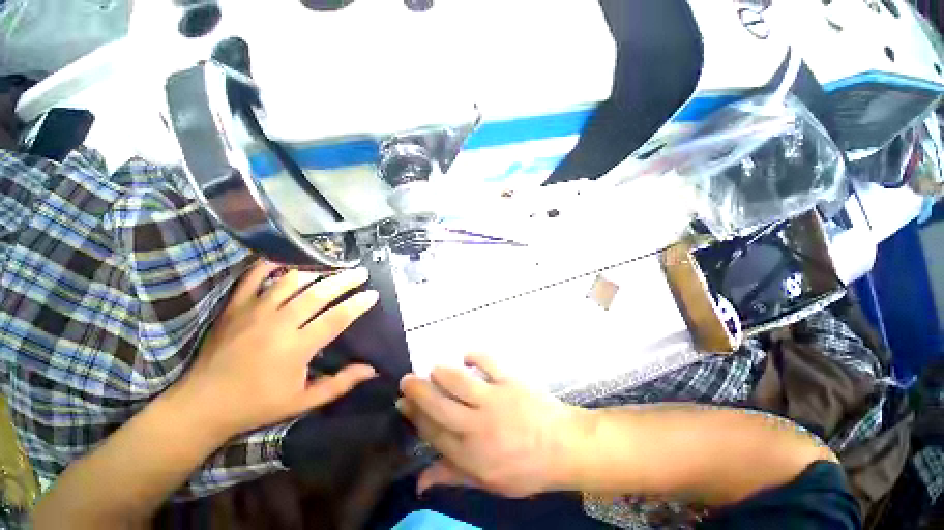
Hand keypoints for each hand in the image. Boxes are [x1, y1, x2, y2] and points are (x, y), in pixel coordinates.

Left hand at [174, 261, 379, 438]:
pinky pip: (253, 277)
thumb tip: (372, 369)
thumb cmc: (258, 405)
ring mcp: (254, 312)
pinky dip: (269, 265)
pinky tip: (285, 260)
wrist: (202, 405)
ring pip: (290, 281)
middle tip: (361, 272)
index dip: (358, 304)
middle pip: (318, 293)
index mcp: (296, 348)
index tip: (373, 294)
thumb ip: (340, 384)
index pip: (336, 318)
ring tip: (331, 269)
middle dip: (344, 280)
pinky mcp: (235, 308)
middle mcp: (278, 324)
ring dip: (316, 272)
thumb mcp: (303, 402)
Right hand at [398, 354, 582, 497]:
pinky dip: (474, 356)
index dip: (414, 416)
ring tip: (434, 369)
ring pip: (458, 381)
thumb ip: (452, 476)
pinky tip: (467, 356)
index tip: (403, 403)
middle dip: (417, 390)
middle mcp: (476, 426)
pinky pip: (487, 362)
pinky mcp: (510, 381)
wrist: (563, 447)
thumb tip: (419, 482)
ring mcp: (494, 400)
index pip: (432, 431)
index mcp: (469, 454)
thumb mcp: (488, 482)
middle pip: (438, 404)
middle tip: (406, 380)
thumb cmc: (525, 468)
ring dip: (441, 373)